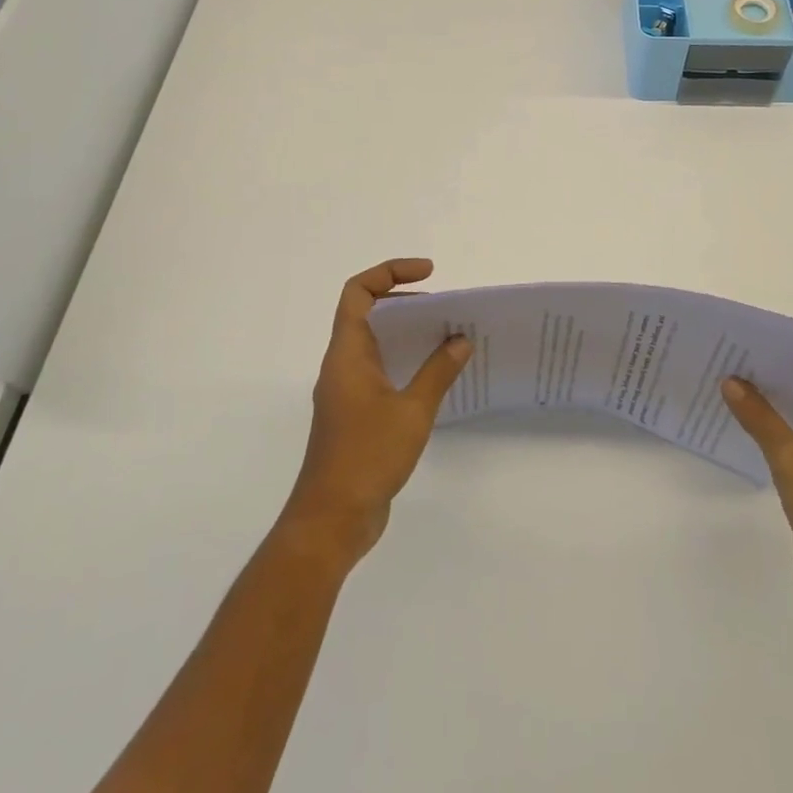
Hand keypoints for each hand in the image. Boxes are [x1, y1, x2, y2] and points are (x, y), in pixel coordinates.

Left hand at [280, 259, 470, 564]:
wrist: (331, 520)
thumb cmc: (367, 456)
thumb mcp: (412, 410)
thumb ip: (438, 371)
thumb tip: (460, 339)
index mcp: (347, 353)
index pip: (359, 292)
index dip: (390, 272)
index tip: (429, 273)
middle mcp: (342, 365)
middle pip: (367, 313)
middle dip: (406, 301)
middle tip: (445, 309)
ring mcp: (346, 391)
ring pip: (375, 344)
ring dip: (408, 334)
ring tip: (446, 336)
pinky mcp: (355, 415)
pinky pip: (380, 372)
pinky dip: (405, 363)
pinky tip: (434, 378)